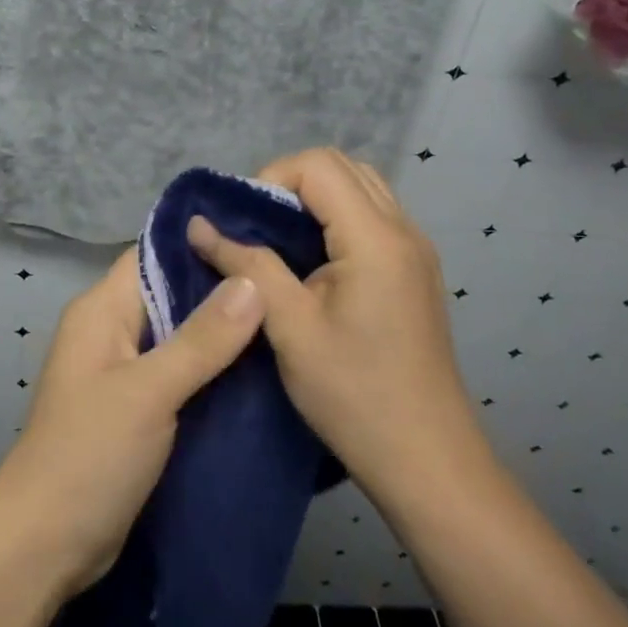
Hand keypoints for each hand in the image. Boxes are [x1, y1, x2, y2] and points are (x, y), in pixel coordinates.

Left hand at [0, 250, 265, 596]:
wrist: (46, 545)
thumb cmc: (90, 454)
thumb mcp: (150, 392)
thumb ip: (202, 339)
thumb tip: (252, 281)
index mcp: (101, 309)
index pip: (153, 255)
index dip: (200, 244)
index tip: (259, 238)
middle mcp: (110, 330)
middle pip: (170, 293)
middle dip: (221, 290)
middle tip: (285, 282)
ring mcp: (122, 371)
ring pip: (179, 336)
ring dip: (221, 334)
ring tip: (284, 320)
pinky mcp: (136, 409)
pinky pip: (179, 374)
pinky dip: (212, 371)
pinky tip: (259, 371)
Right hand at [187, 148, 492, 510]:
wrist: (428, 461)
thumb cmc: (354, 396)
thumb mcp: (289, 328)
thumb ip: (246, 266)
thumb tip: (198, 225)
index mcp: (376, 238)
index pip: (318, 165)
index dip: (271, 179)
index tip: (244, 224)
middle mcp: (404, 230)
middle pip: (341, 166)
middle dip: (290, 183)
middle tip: (257, 228)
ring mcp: (415, 250)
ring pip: (359, 187)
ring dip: (314, 200)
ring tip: (280, 243)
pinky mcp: (415, 270)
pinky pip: (372, 216)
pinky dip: (335, 219)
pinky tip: (312, 263)